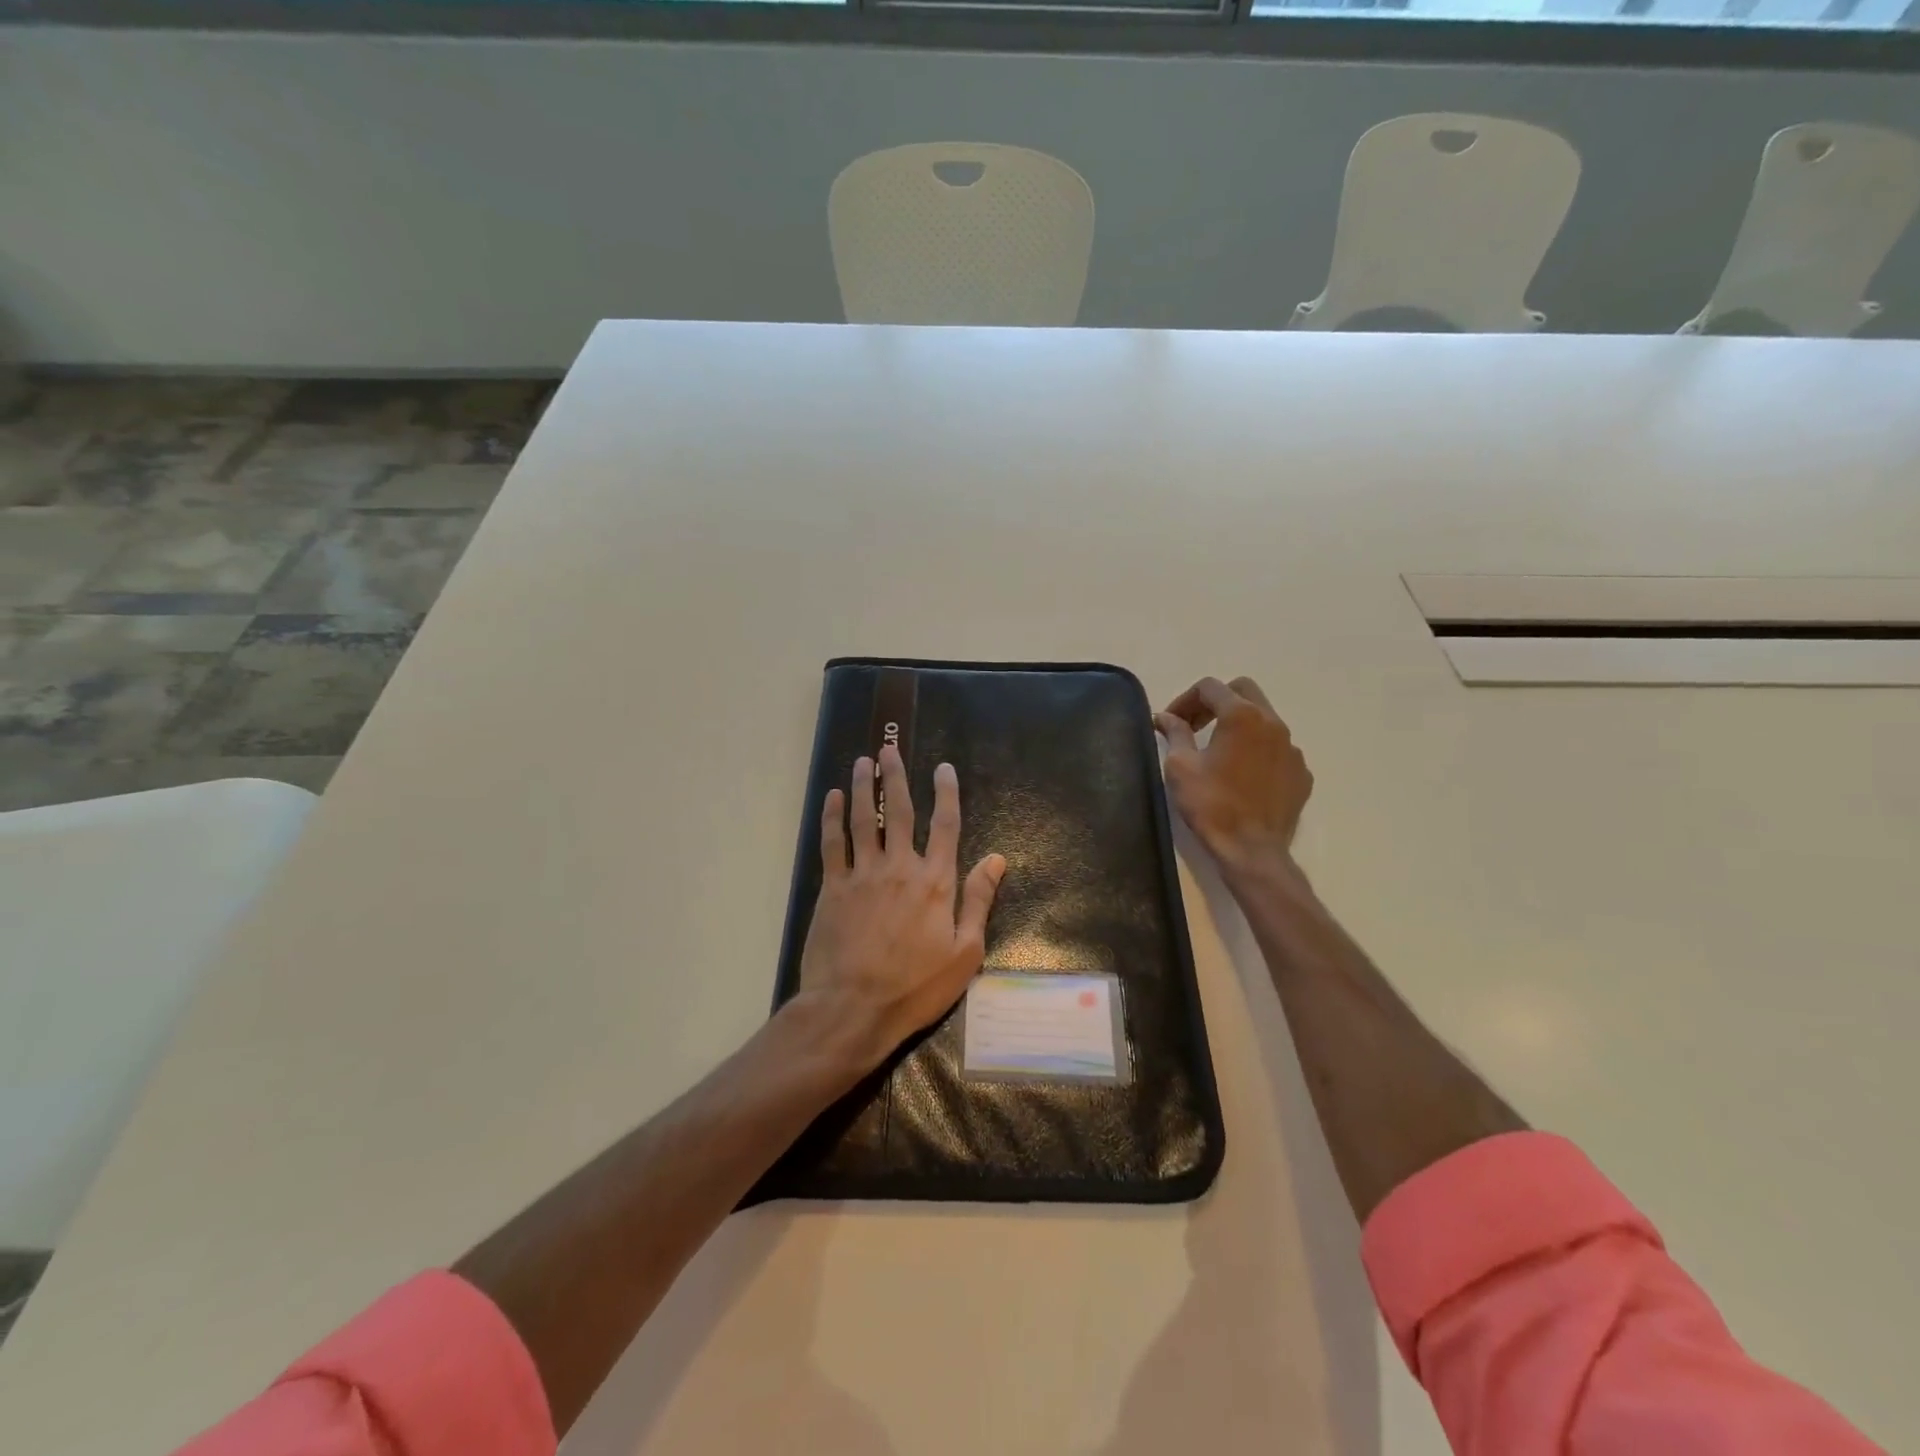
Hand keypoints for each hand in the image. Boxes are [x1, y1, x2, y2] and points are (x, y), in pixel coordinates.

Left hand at [794, 744, 1006, 1071]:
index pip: (946, 825)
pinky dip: (832, 818)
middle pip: (898, 811)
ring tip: (863, 762)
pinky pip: (832, 843)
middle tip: (889, 750)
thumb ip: (978, 901)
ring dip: (862, 788)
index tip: (942, 768)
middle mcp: (900, 867)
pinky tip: (832, 798)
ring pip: (863, 819)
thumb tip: (997, 859)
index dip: (946, 793)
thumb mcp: (964, 953)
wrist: (854, 1008)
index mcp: (936, 882)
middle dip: (896, 777)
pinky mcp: (833, 888)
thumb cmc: (915, 987)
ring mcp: (863, 874)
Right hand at [1156, 676, 1312, 876]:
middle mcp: (1273, 723)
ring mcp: (1292, 748)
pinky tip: (1242, 774)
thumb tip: (1166, 717)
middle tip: (1195, 725)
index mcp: (1241, 716)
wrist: (1252, 850)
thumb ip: (1175, 733)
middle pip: (1243, 691)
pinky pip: (1277, 748)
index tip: (1171, 722)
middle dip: (1216, 701)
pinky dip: (1257, 750)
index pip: (1210, 687)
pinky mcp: (1301, 772)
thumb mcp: (1180, 766)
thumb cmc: (1211, 804)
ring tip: (1218, 750)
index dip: (1185, 699)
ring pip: (1264, 719)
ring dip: (1238, 725)